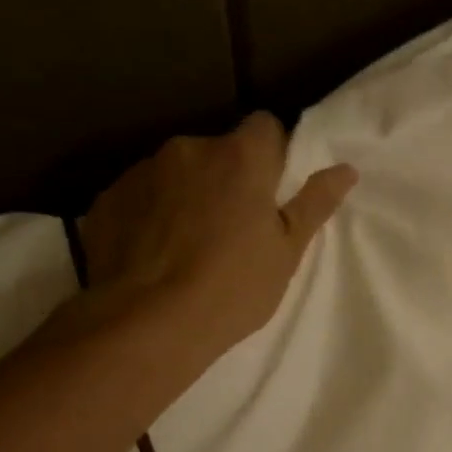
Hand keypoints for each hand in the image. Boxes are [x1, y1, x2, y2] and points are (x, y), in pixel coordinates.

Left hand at [76, 112, 356, 362]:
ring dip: (184, 196)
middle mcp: (188, 149)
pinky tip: (151, 256)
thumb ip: (314, 204)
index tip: (270, 194)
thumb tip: (346, 170)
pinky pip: (138, 198)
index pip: (264, 127)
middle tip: (229, 230)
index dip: (271, 156)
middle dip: (224, 179)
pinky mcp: (106, 199)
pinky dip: (148, 216)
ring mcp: (140, 172)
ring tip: (185, 248)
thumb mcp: (286, 252)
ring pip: (174, 174)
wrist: (147, 324)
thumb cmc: (232, 289)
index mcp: (239, 157)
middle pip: (216, 152)